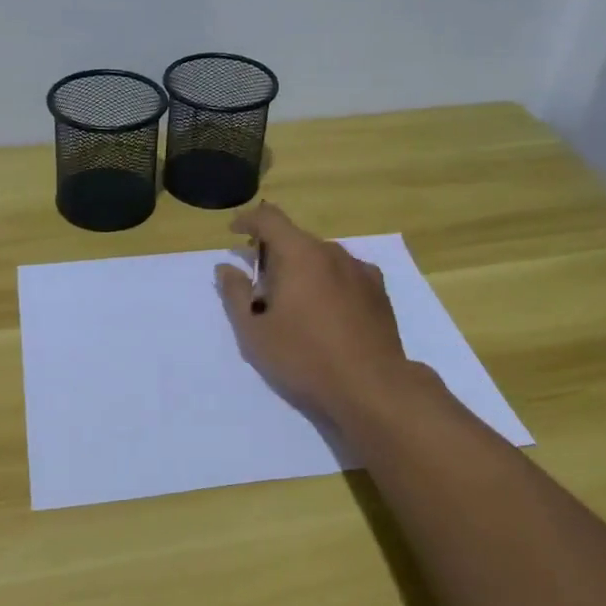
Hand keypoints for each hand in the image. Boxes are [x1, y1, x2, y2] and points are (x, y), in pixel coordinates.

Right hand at [214, 202, 414, 420]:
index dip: (248, 220)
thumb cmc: (304, 357)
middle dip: (273, 253)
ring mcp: (360, 270)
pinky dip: (327, 282)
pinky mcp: (379, 291)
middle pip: (295, 238)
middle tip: (259, 286)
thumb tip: (226, 267)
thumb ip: (235, 294)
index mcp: (299, 254)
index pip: (269, 218)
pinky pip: (344, 274)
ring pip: (321, 257)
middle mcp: (332, 252)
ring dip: (301, 269)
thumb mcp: (254, 331)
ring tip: (293, 303)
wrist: (373, 387)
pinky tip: (326, 311)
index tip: (234, 233)